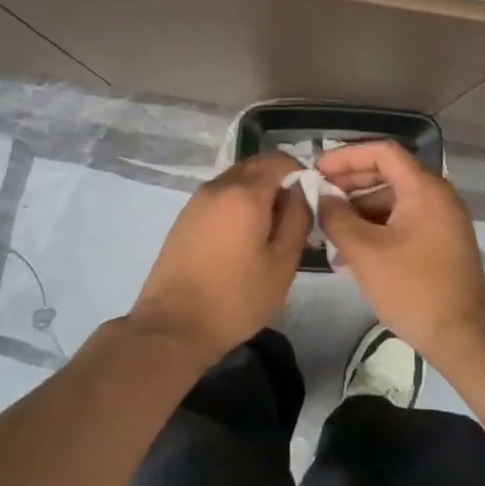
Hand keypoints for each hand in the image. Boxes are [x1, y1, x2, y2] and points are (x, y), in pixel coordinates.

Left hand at [126, 152, 310, 365]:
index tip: (310, 199)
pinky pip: (219, 197)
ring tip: (268, 231)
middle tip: (292, 216)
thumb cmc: (236, 297)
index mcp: (245, 193)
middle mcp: (218, 187)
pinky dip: (236, 205)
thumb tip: (302, 192)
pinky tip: (242, 239)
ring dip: (256, 194)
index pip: (278, 160)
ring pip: (235, 181)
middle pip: (255, 166)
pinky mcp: (184, 218)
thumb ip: (298, 219)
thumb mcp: (282, 263)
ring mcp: (196, 201)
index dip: (300, 173)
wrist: (174, 325)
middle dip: (278, 182)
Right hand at [315, 140, 484, 361]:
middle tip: (318, 198)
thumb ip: (337, 217)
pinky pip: (404, 222)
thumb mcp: (364, 251)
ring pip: (394, 200)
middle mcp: (438, 196)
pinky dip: (377, 228)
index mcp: (424, 188)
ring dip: (360, 210)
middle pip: (388, 173)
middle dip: (350, 184)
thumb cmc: (412, 287)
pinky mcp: (442, 243)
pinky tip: (352, 252)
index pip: (382, 151)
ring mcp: (443, 220)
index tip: (317, 170)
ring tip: (329, 233)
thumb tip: (323, 198)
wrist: (463, 336)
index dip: (346, 156)